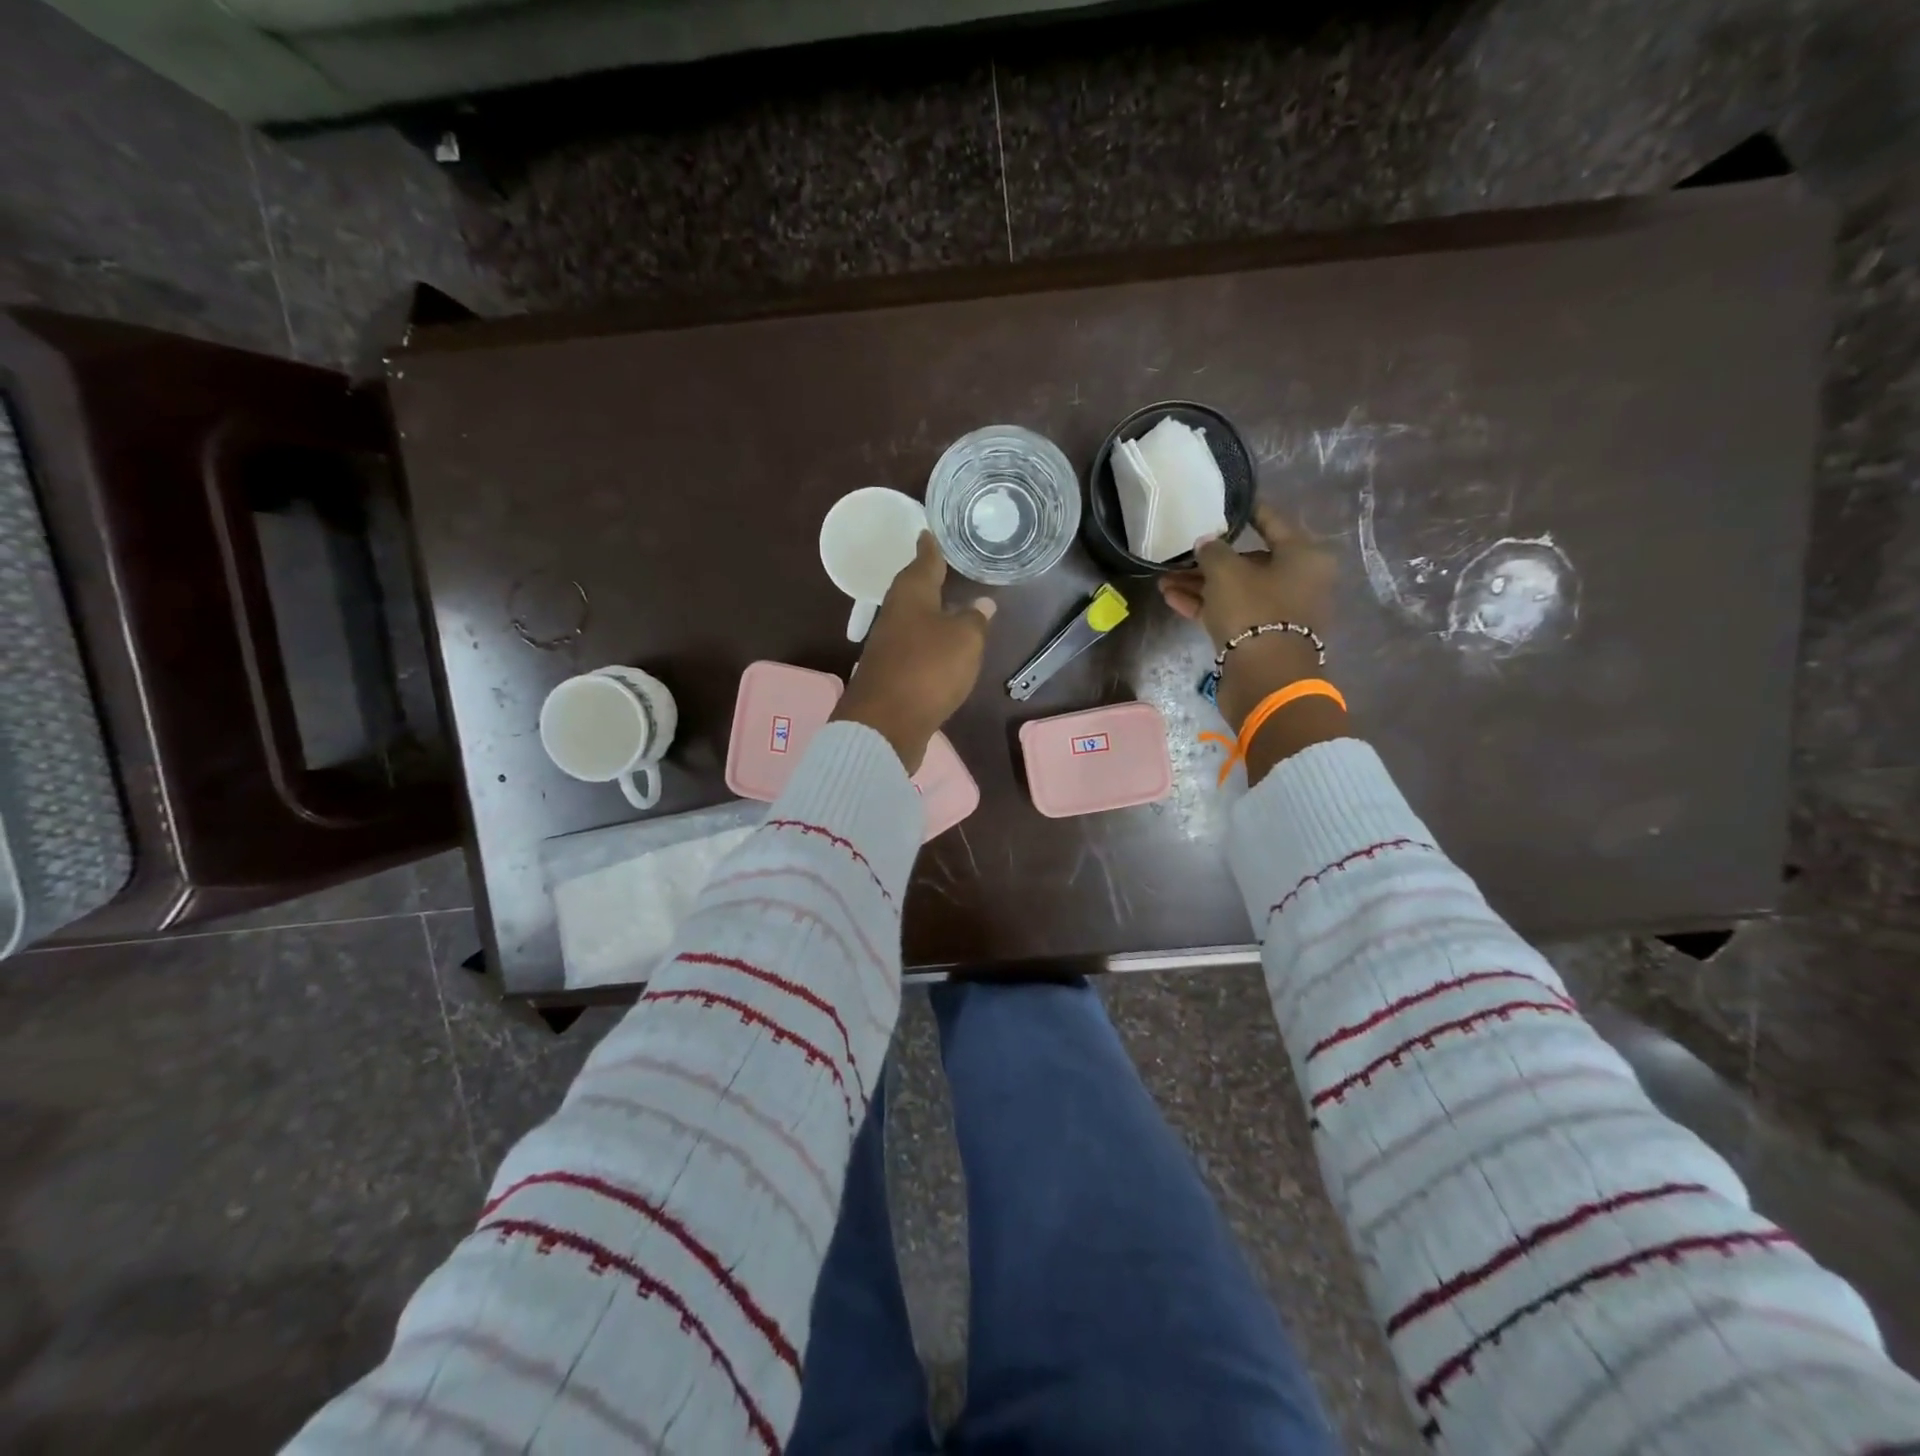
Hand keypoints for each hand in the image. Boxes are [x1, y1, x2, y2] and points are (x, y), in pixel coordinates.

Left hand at [831, 532, 994, 772]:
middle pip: (913, 590)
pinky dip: (927, 642)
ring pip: (912, 619)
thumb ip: (974, 620)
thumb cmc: (928, 669)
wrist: (886, 724)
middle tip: (943, 566)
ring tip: (949, 606)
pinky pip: (913, 648)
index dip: (930, 548)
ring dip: (928, 612)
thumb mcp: (964, 640)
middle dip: (927, 579)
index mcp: (911, 595)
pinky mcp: (890, 674)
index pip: (924, 562)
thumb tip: (982, 603)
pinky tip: (940, 649)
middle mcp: (895, 615)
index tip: (928, 531)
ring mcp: (889, 646)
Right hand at [1158, 504, 1349, 778]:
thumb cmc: (1253, 611)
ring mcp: (1278, 612)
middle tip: (1178, 553)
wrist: (1264, 677)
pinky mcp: (1259, 636)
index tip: (1225, 502)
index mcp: (1303, 556)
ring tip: (1163, 579)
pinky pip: (1229, 611)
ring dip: (1199, 584)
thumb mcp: (1226, 572)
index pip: (1272, 522)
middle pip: (1249, 561)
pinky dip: (1203, 604)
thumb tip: (1206, 543)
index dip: (1247, 511)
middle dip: (1209, 559)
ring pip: (1234, 589)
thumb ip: (1213, 550)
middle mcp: (1297, 580)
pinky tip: (1171, 597)